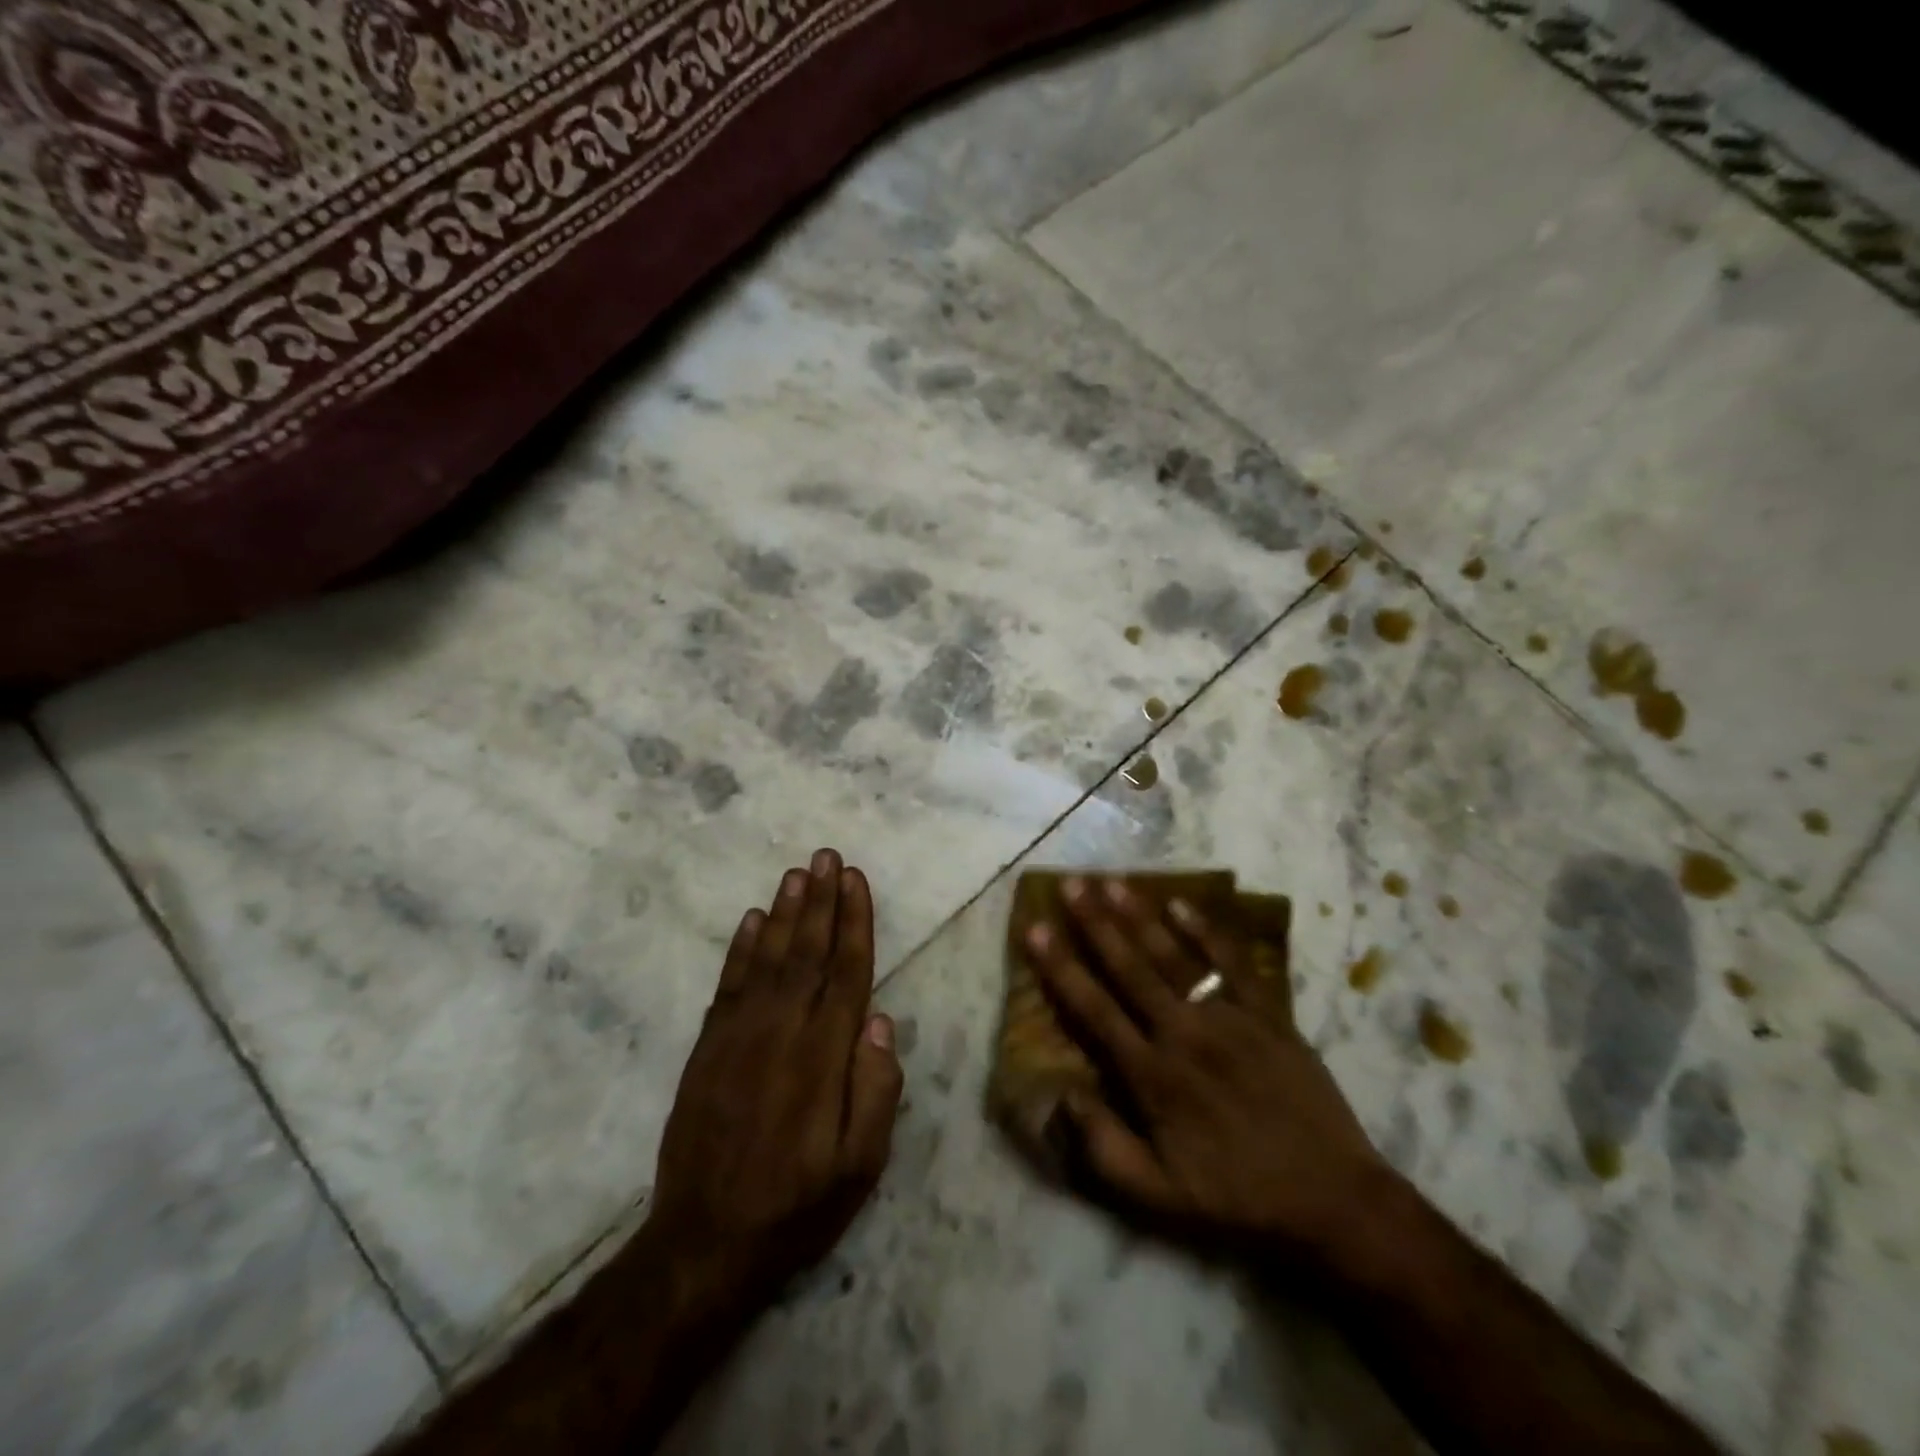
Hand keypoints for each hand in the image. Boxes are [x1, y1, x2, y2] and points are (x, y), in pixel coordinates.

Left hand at [647, 849, 902, 1315]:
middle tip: (827, 856)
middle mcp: (781, 1032)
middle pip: (807, 952)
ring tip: (797, 873)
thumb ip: (876, 1090)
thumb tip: (880, 1020)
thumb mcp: (859, 1167)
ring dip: (784, 913)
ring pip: (768, 958)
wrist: (703, 1245)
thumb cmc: (796, 1207)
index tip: (856, 880)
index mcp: (823, 1057)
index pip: (846, 972)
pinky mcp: (707, 1049)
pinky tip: (753, 921)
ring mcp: (738, 1037)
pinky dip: (741, 949)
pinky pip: (728, 985)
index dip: (854, 922)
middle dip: (820, 900)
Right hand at [1023, 876, 1386, 1265]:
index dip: (1060, 967)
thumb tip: (1060, 1093)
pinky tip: (1180, 902)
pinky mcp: (1268, 1014)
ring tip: (1112, 882)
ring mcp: (1229, 1019)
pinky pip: (1232, 963)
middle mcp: (1184, 1035)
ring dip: (1140, 917)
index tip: (1035, 928)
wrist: (1332, 1200)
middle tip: (1070, 884)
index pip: (1093, 1009)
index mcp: (1152, 1076)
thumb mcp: (1158, 1197)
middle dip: (1095, 924)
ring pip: (1174, 956)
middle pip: (1129, 968)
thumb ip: (1102, 1146)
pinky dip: (1206, 931)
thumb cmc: (1235, 1196)